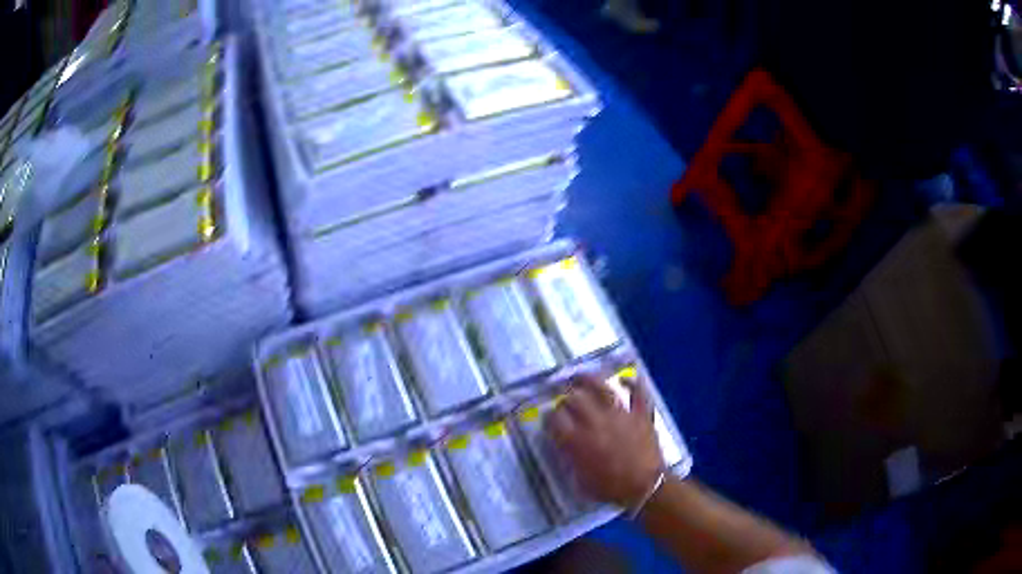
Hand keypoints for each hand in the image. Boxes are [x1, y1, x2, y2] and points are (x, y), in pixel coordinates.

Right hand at [546, 372, 663, 508]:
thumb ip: (570, 459)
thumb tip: (565, 446)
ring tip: (580, 376)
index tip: (549, 420)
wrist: (645, 486)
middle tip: (564, 402)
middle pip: (574, 400)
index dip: (549, 418)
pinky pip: (637, 393)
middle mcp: (595, 421)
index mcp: (577, 440)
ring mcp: (620, 414)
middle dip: (565, 399)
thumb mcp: (580, 480)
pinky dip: (633, 384)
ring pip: (601, 388)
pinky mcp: (639, 414)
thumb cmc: (610, 488)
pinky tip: (626, 379)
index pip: (555, 420)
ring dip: (589, 379)